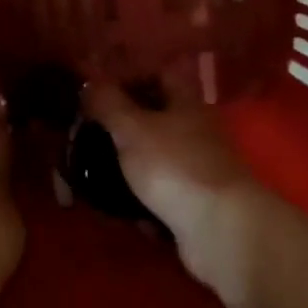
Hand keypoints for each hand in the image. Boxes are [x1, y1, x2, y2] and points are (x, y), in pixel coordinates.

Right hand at [82, 73, 265, 307]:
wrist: (221, 230)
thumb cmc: (174, 167)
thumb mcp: (132, 128)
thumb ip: (107, 103)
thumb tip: (89, 83)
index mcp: (185, 104)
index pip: (158, 76)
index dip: (127, 81)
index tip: (95, 96)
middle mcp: (196, 132)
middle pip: (154, 121)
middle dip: (121, 131)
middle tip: (87, 142)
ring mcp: (199, 171)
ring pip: (156, 162)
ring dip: (129, 171)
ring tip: (97, 181)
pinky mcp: (198, 206)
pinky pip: (163, 198)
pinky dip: (145, 204)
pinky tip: (127, 213)